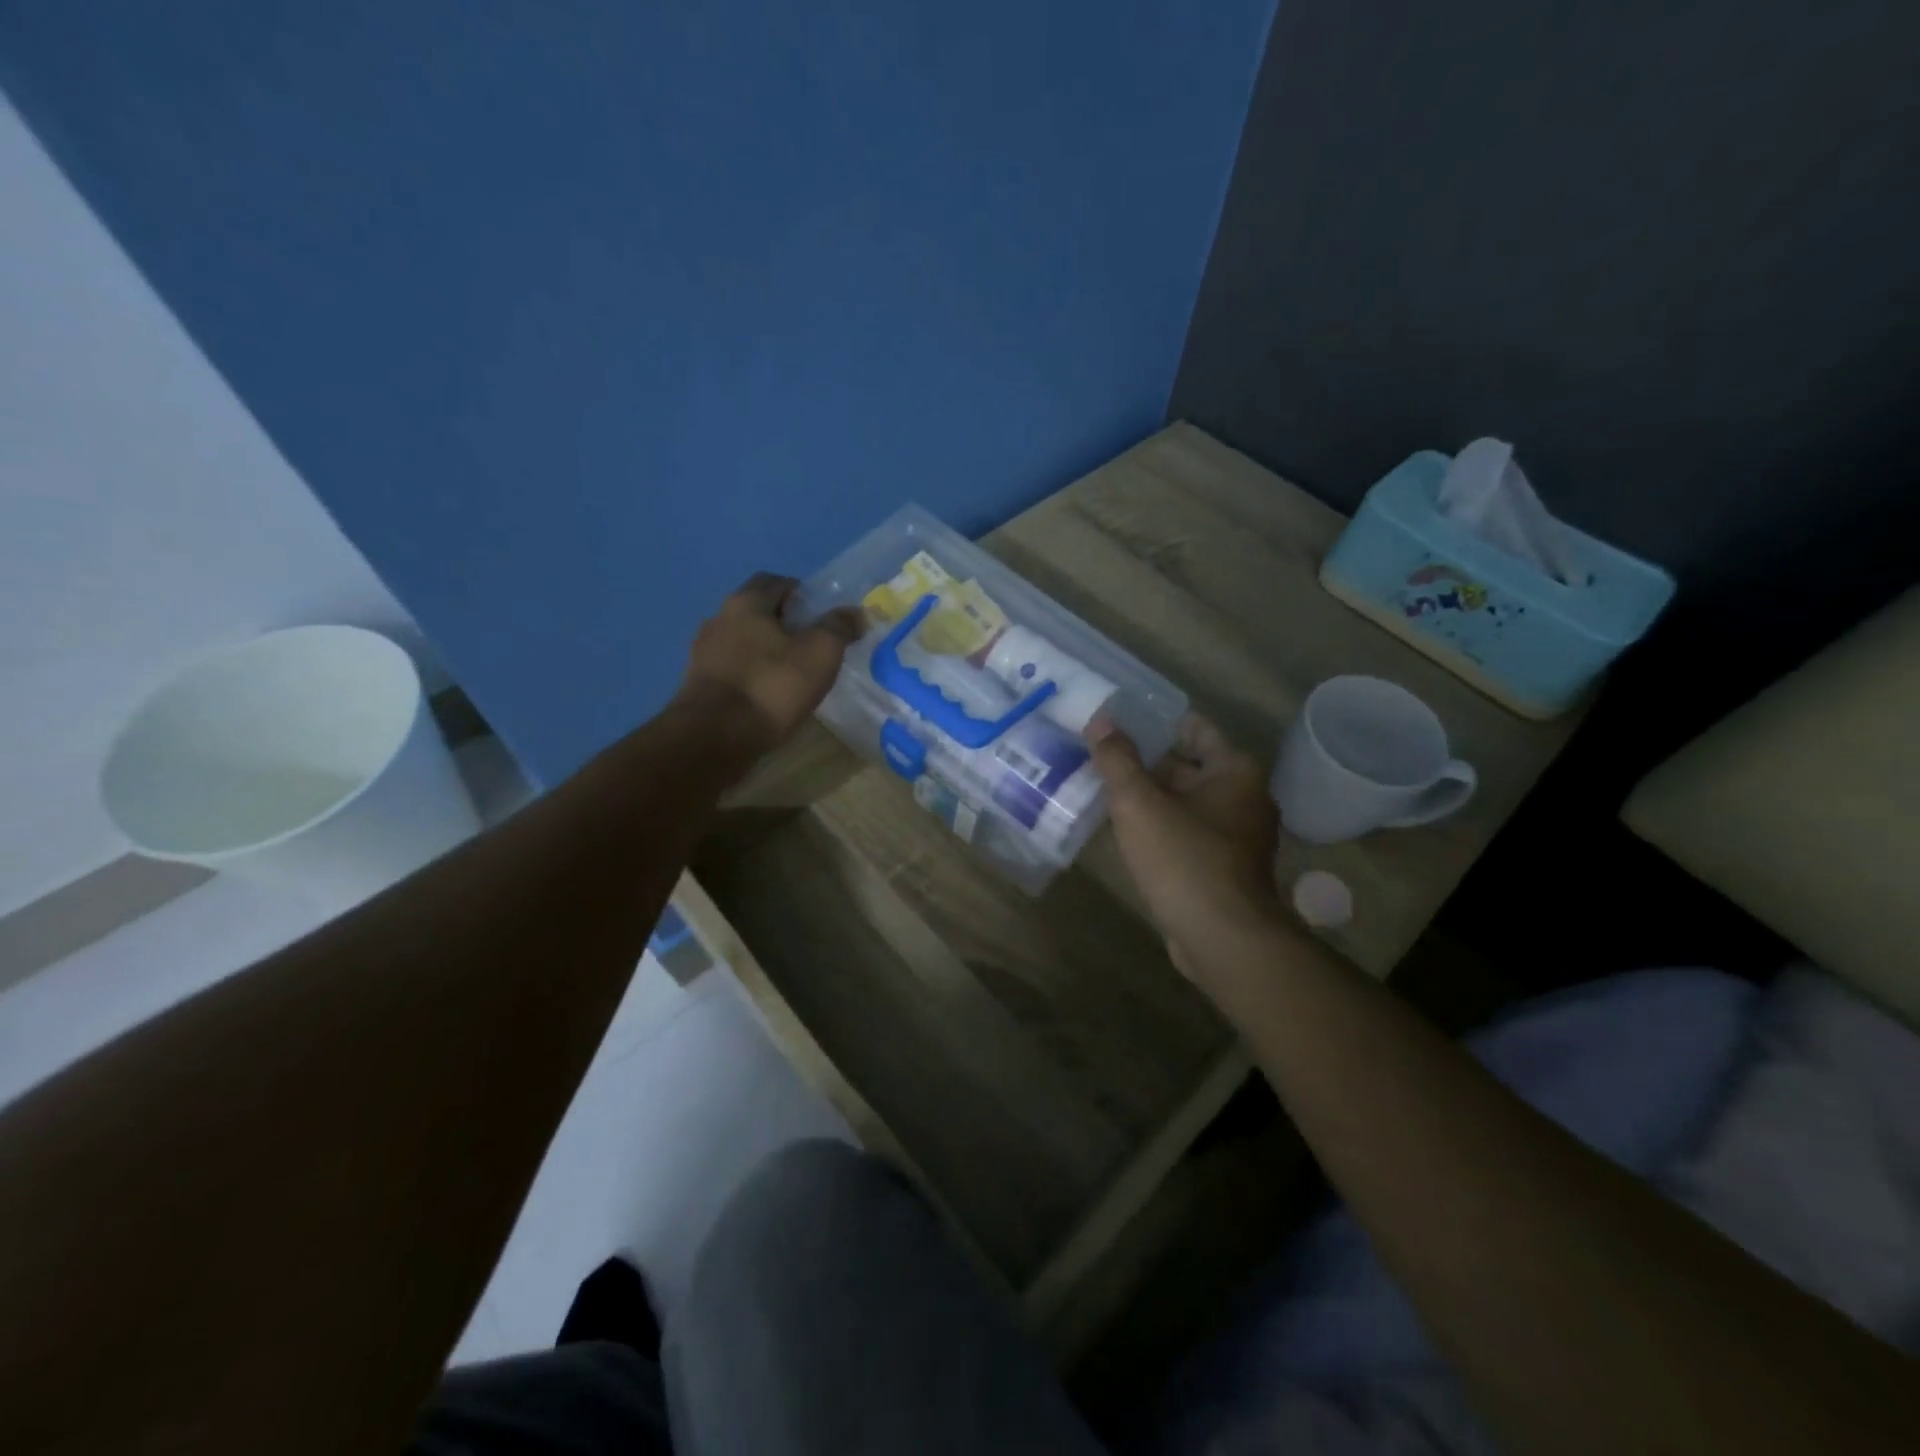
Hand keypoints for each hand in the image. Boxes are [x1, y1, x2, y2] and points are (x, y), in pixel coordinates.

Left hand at [676, 573, 864, 754]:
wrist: (715, 738)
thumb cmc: (772, 687)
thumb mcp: (820, 653)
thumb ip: (839, 627)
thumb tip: (856, 612)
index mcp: (745, 602)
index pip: (775, 581)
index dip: (802, 594)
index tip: (823, 618)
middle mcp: (718, 619)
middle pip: (758, 612)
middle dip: (785, 624)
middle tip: (813, 646)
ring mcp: (703, 653)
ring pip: (744, 642)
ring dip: (767, 651)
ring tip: (793, 674)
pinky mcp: (699, 685)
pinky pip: (733, 669)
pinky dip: (752, 675)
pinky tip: (769, 696)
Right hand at [1088, 714, 1281, 981]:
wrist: (1222, 939)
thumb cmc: (1184, 859)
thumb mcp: (1139, 803)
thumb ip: (1117, 759)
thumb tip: (1100, 719)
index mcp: (1234, 771)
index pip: (1193, 727)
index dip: (1154, 721)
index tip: (1116, 721)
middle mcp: (1244, 796)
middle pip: (1187, 765)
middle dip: (1144, 761)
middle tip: (1099, 755)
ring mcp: (1237, 835)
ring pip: (1185, 801)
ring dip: (1149, 797)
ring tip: (1103, 789)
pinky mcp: (1224, 867)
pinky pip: (1187, 832)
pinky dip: (1160, 826)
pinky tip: (1124, 831)